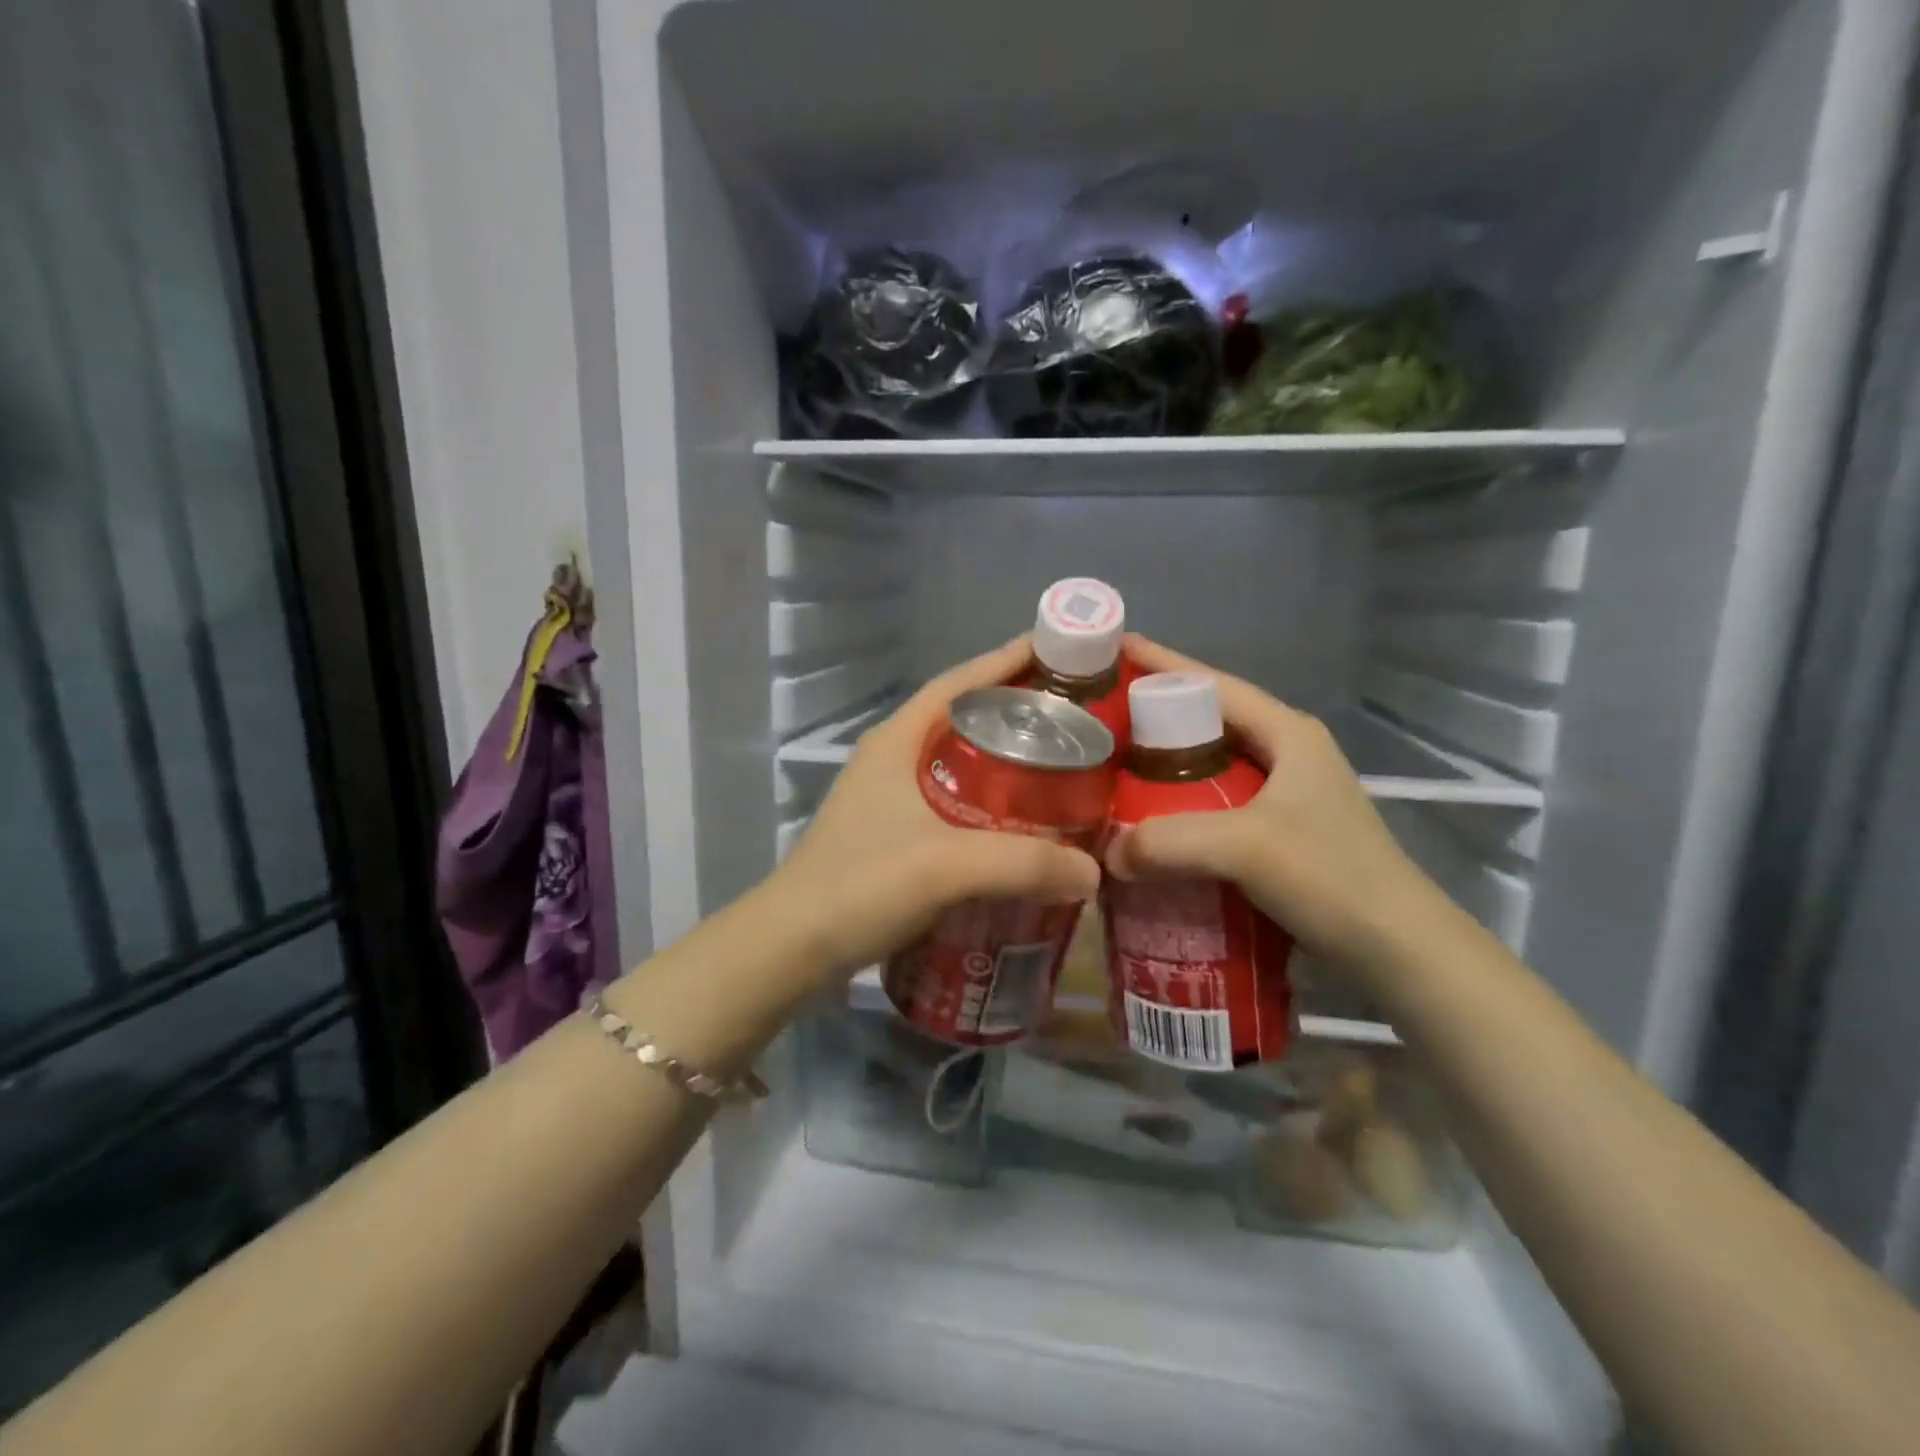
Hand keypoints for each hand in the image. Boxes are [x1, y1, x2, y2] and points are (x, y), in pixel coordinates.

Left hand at [770, 638, 1101, 979]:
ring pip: (961, 763)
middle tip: (1077, 721)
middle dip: (1017, 714)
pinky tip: (1023, 827)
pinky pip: (956, 803)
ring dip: (1006, 762)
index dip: (1007, 662)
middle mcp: (893, 758)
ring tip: (1061, 770)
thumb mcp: (944, 866)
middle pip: (964, 719)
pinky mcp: (895, 834)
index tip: (1060, 654)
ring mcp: (890, 797)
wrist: (792, 947)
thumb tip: (1094, 870)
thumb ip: (1023, 863)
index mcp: (897, 740)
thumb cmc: (860, 886)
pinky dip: (992, 805)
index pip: (959, 682)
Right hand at [1104, 635, 1454, 976]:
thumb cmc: (1333, 878)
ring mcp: (1283, 796)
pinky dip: (1176, 810)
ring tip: (1108, 772)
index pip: (1211, 683)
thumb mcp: (1248, 848)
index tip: (1111, 650)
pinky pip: (1211, 807)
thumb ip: (1170, 841)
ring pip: (1206, 768)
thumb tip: (1105, 853)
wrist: (1400, 951)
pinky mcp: (1277, 835)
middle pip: (1205, 723)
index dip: (1160, 665)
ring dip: (1160, 770)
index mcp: (1286, 732)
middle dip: (1151, 719)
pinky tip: (1144, 826)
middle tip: (1095, 722)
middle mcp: (1285, 754)